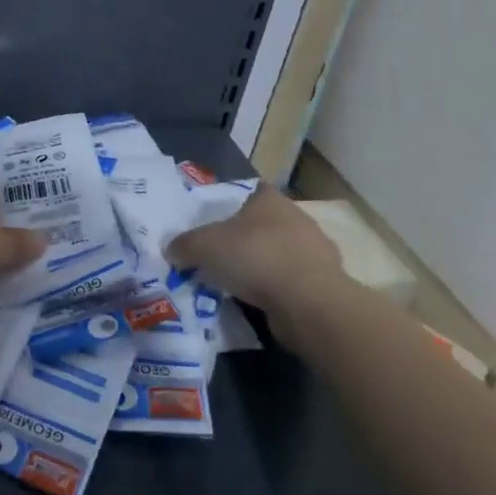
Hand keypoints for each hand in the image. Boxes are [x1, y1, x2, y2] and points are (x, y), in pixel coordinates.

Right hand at [167, 183, 341, 310]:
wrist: (309, 302)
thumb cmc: (255, 257)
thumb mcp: (204, 246)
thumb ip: (184, 245)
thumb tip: (171, 250)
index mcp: (270, 199)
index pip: (250, 192)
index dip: (232, 205)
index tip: (215, 226)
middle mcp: (296, 218)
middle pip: (264, 224)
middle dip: (245, 239)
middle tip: (220, 256)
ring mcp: (316, 251)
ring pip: (280, 253)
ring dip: (262, 266)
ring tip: (237, 284)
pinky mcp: (324, 283)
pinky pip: (292, 281)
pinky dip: (278, 290)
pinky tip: (260, 302)